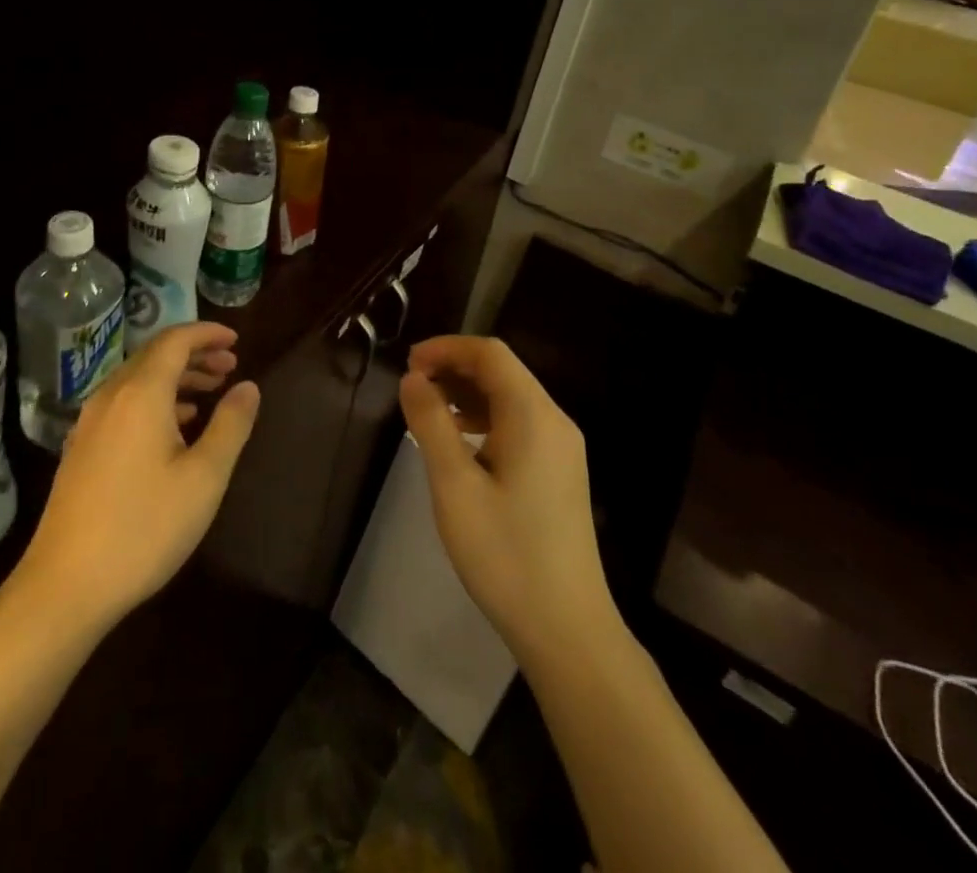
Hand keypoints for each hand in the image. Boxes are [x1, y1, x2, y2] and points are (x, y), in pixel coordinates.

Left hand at [16, 323, 259, 632]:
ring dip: (176, 378)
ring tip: (210, 392)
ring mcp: (90, 423)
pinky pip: (123, 404)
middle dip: (195, 354)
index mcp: (141, 393)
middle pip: (155, 356)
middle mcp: (111, 397)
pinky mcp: (81, 449)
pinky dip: (155, 400)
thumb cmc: (144, 527)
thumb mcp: (204, 477)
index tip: (236, 339)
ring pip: (138, 380)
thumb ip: (230, 425)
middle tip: (230, 366)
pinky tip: (174, 427)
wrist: (65, 586)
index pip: (175, 340)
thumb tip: (248, 387)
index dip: (207, 333)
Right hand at [399, 336, 616, 663]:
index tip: (409, 363)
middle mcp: (554, 421)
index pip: (490, 354)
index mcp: (533, 416)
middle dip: (455, 367)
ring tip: (428, 410)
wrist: (567, 628)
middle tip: (412, 385)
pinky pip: (519, 424)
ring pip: (511, 397)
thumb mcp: (455, 486)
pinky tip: (460, 442)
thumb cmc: (505, 554)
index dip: (447, 348)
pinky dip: (485, 418)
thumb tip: (413, 379)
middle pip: (503, 371)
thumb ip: (431, 424)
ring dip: (468, 393)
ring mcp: (562, 448)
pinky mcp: (560, 471)